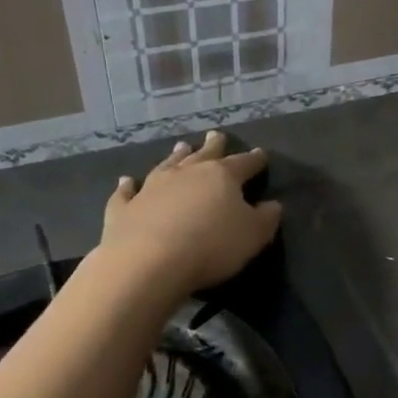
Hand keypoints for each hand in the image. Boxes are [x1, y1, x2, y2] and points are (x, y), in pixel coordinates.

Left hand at [96, 132, 282, 298]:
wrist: (148, 262)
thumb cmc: (211, 246)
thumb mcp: (253, 235)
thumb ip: (266, 218)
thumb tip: (273, 205)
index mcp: (221, 177)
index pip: (243, 164)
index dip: (254, 160)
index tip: (261, 154)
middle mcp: (186, 174)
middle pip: (203, 155)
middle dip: (213, 146)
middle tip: (216, 135)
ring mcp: (151, 188)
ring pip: (167, 166)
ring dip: (175, 156)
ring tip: (181, 146)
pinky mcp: (124, 208)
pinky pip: (126, 192)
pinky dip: (127, 185)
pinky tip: (126, 180)